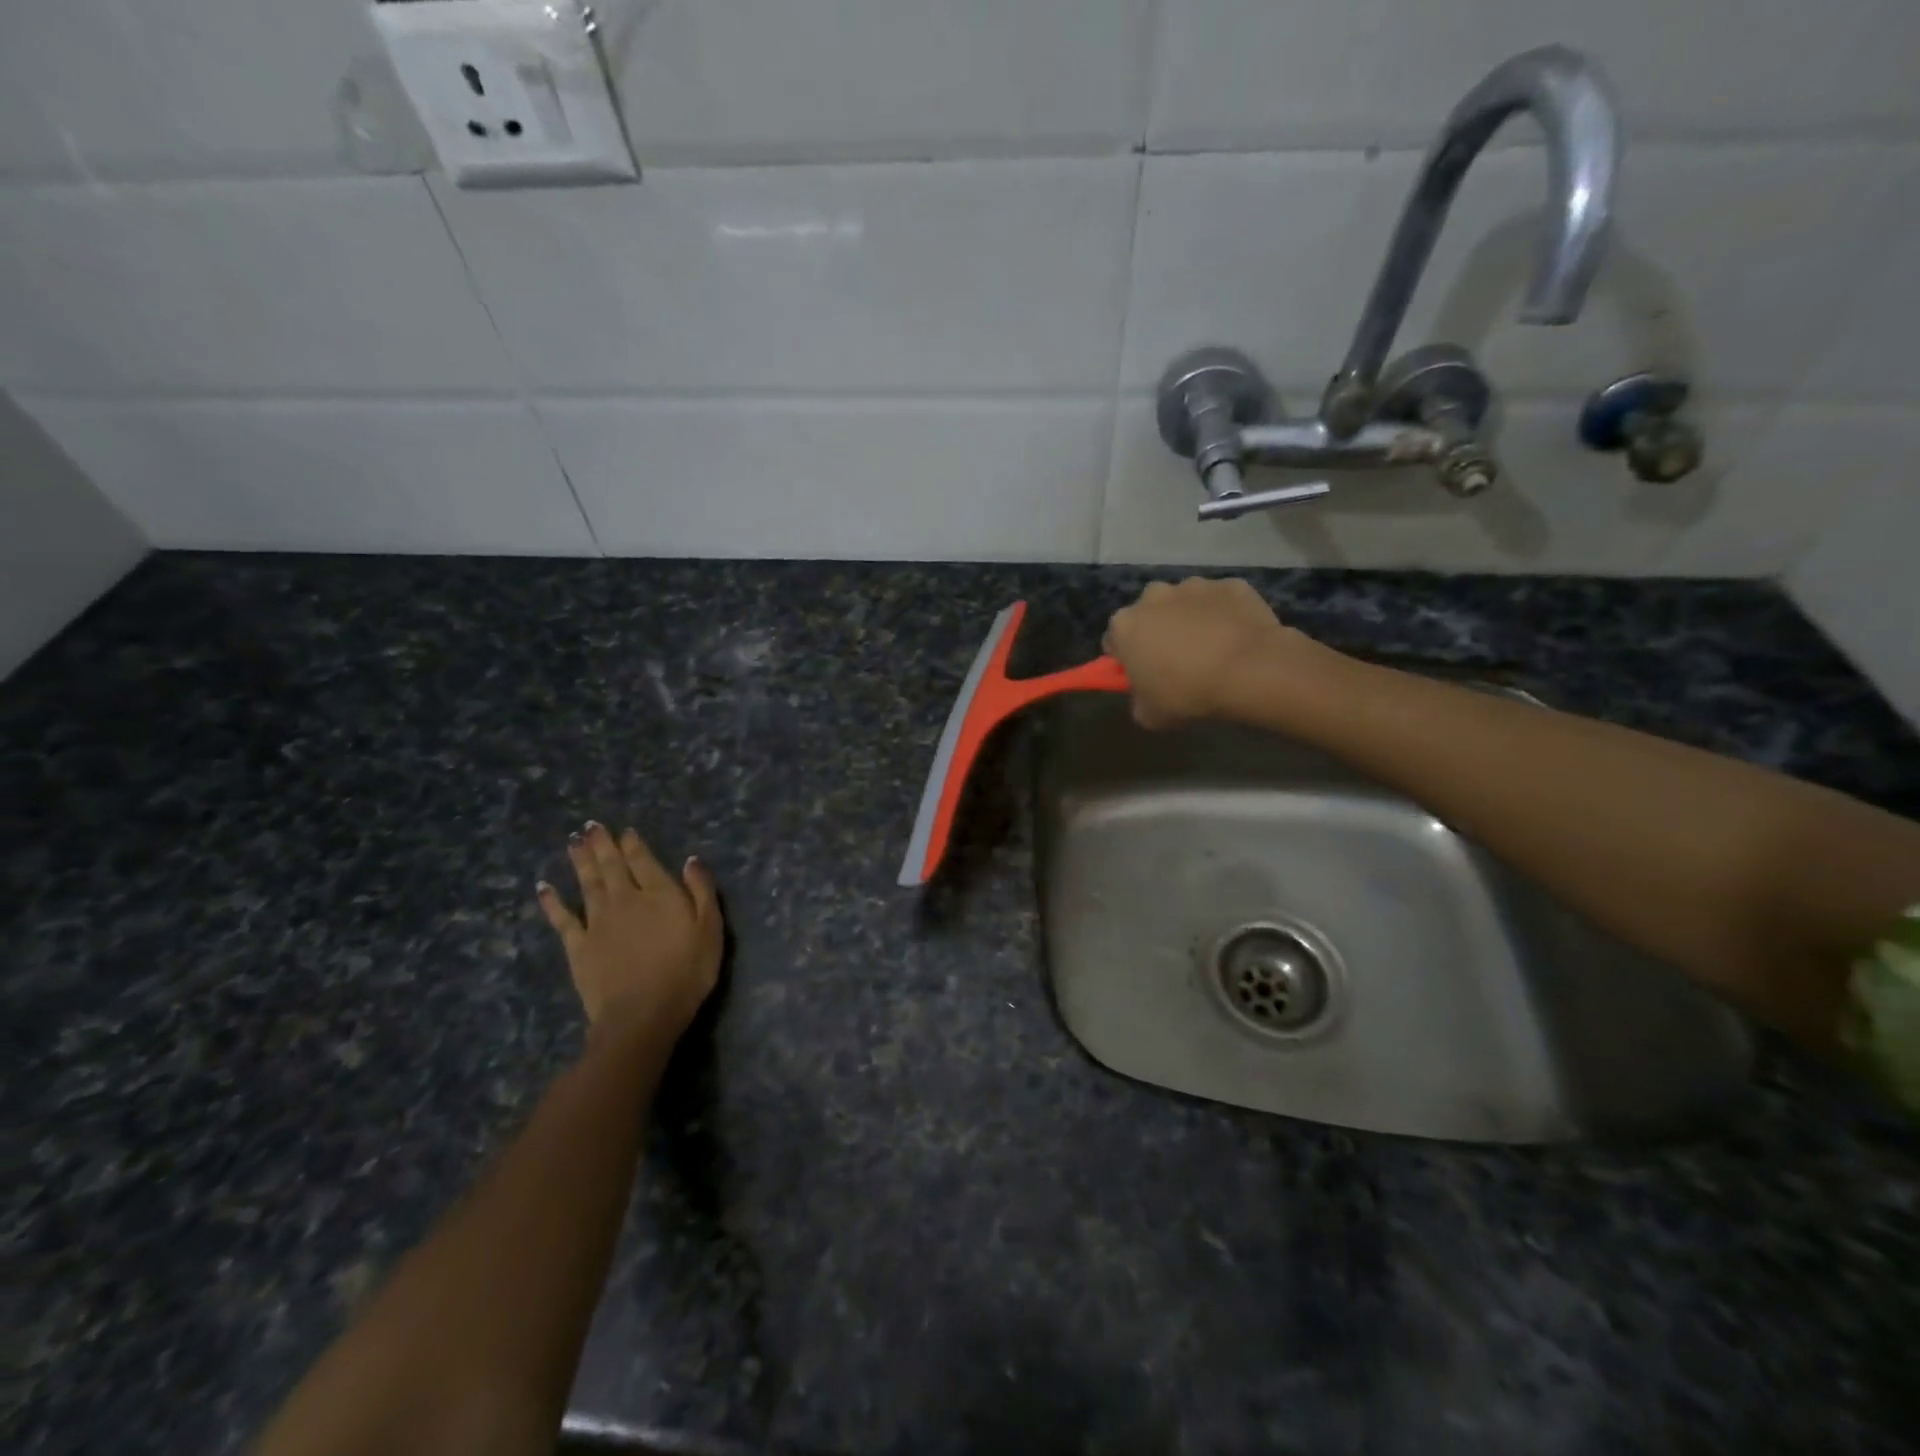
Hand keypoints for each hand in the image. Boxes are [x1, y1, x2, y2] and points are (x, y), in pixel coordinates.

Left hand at [537, 822, 722, 1046]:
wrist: (642, 1014)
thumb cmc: (686, 971)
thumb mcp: (710, 929)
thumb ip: (701, 891)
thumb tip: (691, 860)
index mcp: (659, 893)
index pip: (643, 860)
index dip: (633, 843)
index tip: (624, 830)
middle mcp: (625, 899)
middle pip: (611, 865)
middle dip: (602, 844)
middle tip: (591, 826)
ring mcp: (597, 922)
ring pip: (587, 883)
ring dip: (580, 861)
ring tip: (573, 841)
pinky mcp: (578, 946)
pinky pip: (562, 918)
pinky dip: (552, 901)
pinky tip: (543, 888)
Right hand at [1103, 577, 1335, 728]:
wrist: (1250, 671)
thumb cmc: (1188, 694)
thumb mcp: (1148, 715)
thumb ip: (1138, 699)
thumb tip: (1145, 692)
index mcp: (1125, 625)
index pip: (1114, 641)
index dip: (1127, 659)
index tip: (1143, 675)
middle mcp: (1154, 595)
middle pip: (1149, 614)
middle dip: (1158, 632)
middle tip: (1177, 663)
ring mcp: (1194, 586)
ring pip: (1185, 603)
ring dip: (1191, 620)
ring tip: (1212, 651)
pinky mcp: (1231, 585)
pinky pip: (1221, 602)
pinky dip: (1225, 616)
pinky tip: (1237, 640)